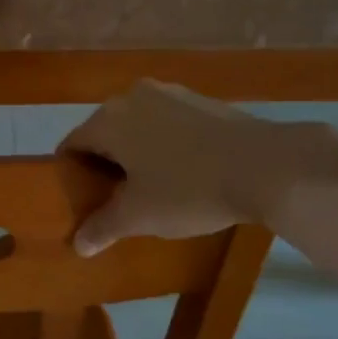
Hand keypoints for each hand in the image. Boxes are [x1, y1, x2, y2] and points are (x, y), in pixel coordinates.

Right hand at [59, 81, 337, 254]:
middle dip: (105, 164)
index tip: (81, 201)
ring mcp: (169, 94)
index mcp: (108, 119)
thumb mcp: (139, 216)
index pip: (72, 145)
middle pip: (104, 133)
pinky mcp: (201, 100)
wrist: (266, 165)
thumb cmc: (188, 189)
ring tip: (150, 187)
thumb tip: (77, 244)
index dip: (71, 175)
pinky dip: (164, 144)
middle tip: (115, 199)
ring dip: (135, 153)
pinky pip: (166, 123)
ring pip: (137, 126)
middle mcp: (131, 97)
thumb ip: (102, 227)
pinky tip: (182, 171)